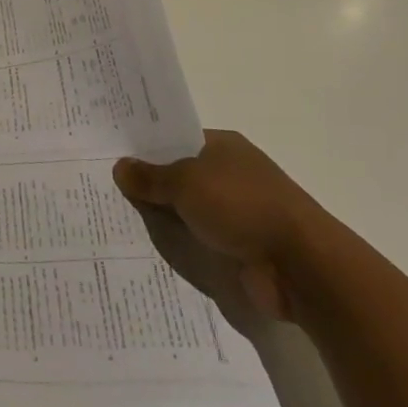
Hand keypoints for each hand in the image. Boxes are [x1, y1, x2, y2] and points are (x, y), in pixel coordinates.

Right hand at [114, 130, 326, 320]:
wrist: (300, 266)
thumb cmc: (242, 206)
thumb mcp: (186, 183)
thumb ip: (151, 177)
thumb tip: (120, 166)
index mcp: (224, 146)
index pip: (177, 140)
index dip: (148, 148)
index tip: (114, 156)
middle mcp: (232, 175)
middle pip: (181, 177)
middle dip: (151, 186)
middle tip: (106, 190)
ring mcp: (239, 213)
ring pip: (189, 212)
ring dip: (166, 220)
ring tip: (118, 223)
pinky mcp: (243, 249)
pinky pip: (201, 243)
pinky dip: (183, 246)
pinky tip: (151, 252)